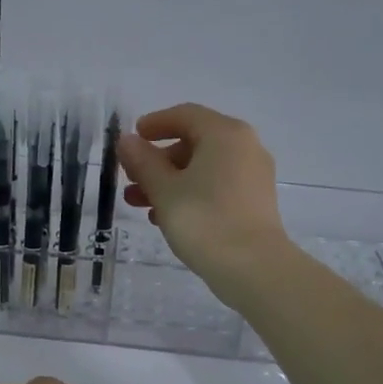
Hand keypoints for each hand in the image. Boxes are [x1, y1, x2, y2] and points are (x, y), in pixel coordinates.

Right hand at [117, 103, 290, 299]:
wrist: (253, 268)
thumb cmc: (204, 220)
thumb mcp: (164, 189)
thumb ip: (143, 161)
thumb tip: (127, 141)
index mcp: (224, 134)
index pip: (185, 115)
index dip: (155, 124)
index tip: (132, 138)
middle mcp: (244, 147)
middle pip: (193, 142)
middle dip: (157, 160)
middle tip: (130, 178)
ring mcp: (253, 175)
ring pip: (203, 168)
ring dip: (169, 181)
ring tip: (138, 204)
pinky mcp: (254, 202)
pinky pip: (216, 186)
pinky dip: (190, 194)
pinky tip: (166, 217)